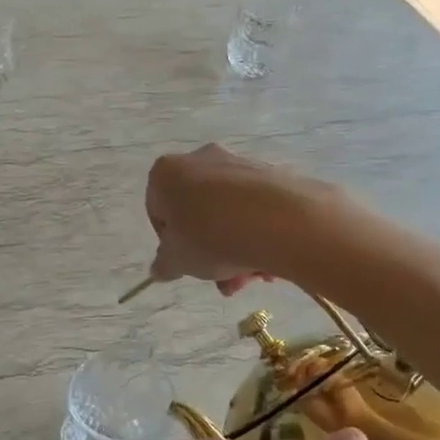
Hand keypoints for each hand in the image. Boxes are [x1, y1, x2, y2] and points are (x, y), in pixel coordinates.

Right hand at [145, 145, 332, 294]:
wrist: (281, 221)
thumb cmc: (212, 237)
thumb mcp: (177, 261)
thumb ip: (164, 265)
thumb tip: (160, 268)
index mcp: (167, 173)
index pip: (158, 211)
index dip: (170, 243)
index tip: (186, 263)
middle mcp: (201, 159)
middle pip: (198, 213)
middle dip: (209, 251)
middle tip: (222, 279)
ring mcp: (239, 164)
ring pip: (228, 214)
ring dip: (235, 249)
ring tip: (250, 278)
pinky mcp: (272, 174)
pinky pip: (256, 209)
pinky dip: (258, 234)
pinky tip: (269, 262)